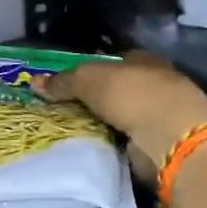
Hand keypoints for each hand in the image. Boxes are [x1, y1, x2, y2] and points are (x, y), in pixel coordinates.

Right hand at [33, 52, 206, 182]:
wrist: (171, 139)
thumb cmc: (133, 95)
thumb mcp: (89, 79)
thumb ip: (63, 81)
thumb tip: (34, 83)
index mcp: (144, 61)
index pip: (112, 61)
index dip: (88, 69)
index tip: (65, 82)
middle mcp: (154, 85)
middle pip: (114, 90)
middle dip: (91, 98)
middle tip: (59, 107)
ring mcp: (157, 117)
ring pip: (118, 116)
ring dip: (99, 123)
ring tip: (66, 129)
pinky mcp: (156, 145)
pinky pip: (123, 141)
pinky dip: (108, 143)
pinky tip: (87, 146)